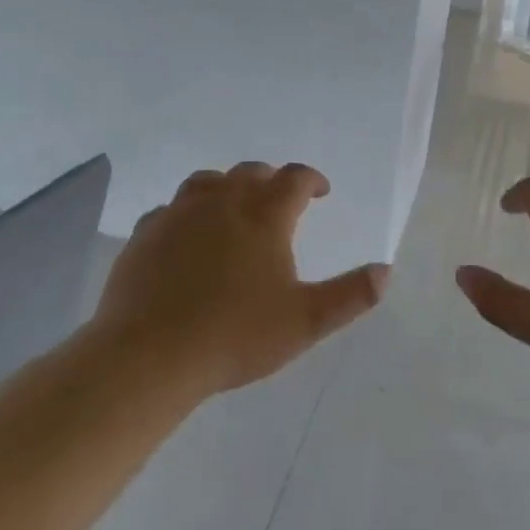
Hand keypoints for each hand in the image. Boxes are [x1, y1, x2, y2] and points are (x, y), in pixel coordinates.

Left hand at [92, 162, 388, 396]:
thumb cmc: (235, 335)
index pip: (294, 179)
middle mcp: (222, 202)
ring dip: (227, 187)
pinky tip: (187, 237)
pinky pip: (171, 210)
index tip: (321, 192)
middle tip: (280, 200)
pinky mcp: (145, 235)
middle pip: (250, 173)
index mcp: (264, 215)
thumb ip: (350, 295)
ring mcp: (178, 214)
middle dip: (271, 180)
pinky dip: (187, 214)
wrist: (149, 355)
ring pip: (207, 182)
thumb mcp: (305, 321)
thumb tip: (385, 272)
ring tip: (234, 207)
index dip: (312, 180)